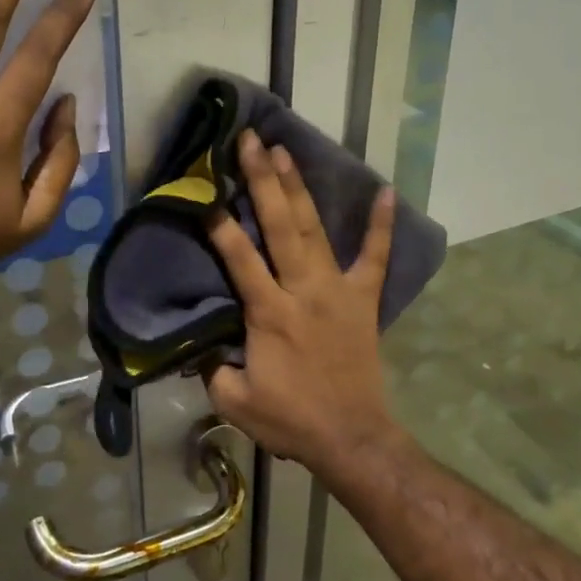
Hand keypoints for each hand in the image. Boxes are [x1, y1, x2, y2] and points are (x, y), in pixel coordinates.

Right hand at [205, 131, 401, 469]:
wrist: (351, 437)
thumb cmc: (290, 419)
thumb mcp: (234, 401)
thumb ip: (211, 367)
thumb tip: (195, 341)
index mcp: (269, 313)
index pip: (239, 258)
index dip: (220, 226)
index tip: (205, 194)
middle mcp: (303, 290)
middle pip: (280, 226)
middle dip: (262, 181)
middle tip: (250, 142)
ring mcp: (338, 290)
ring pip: (315, 230)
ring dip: (300, 189)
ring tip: (286, 151)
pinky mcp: (364, 299)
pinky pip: (376, 257)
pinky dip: (380, 225)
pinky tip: (385, 190)